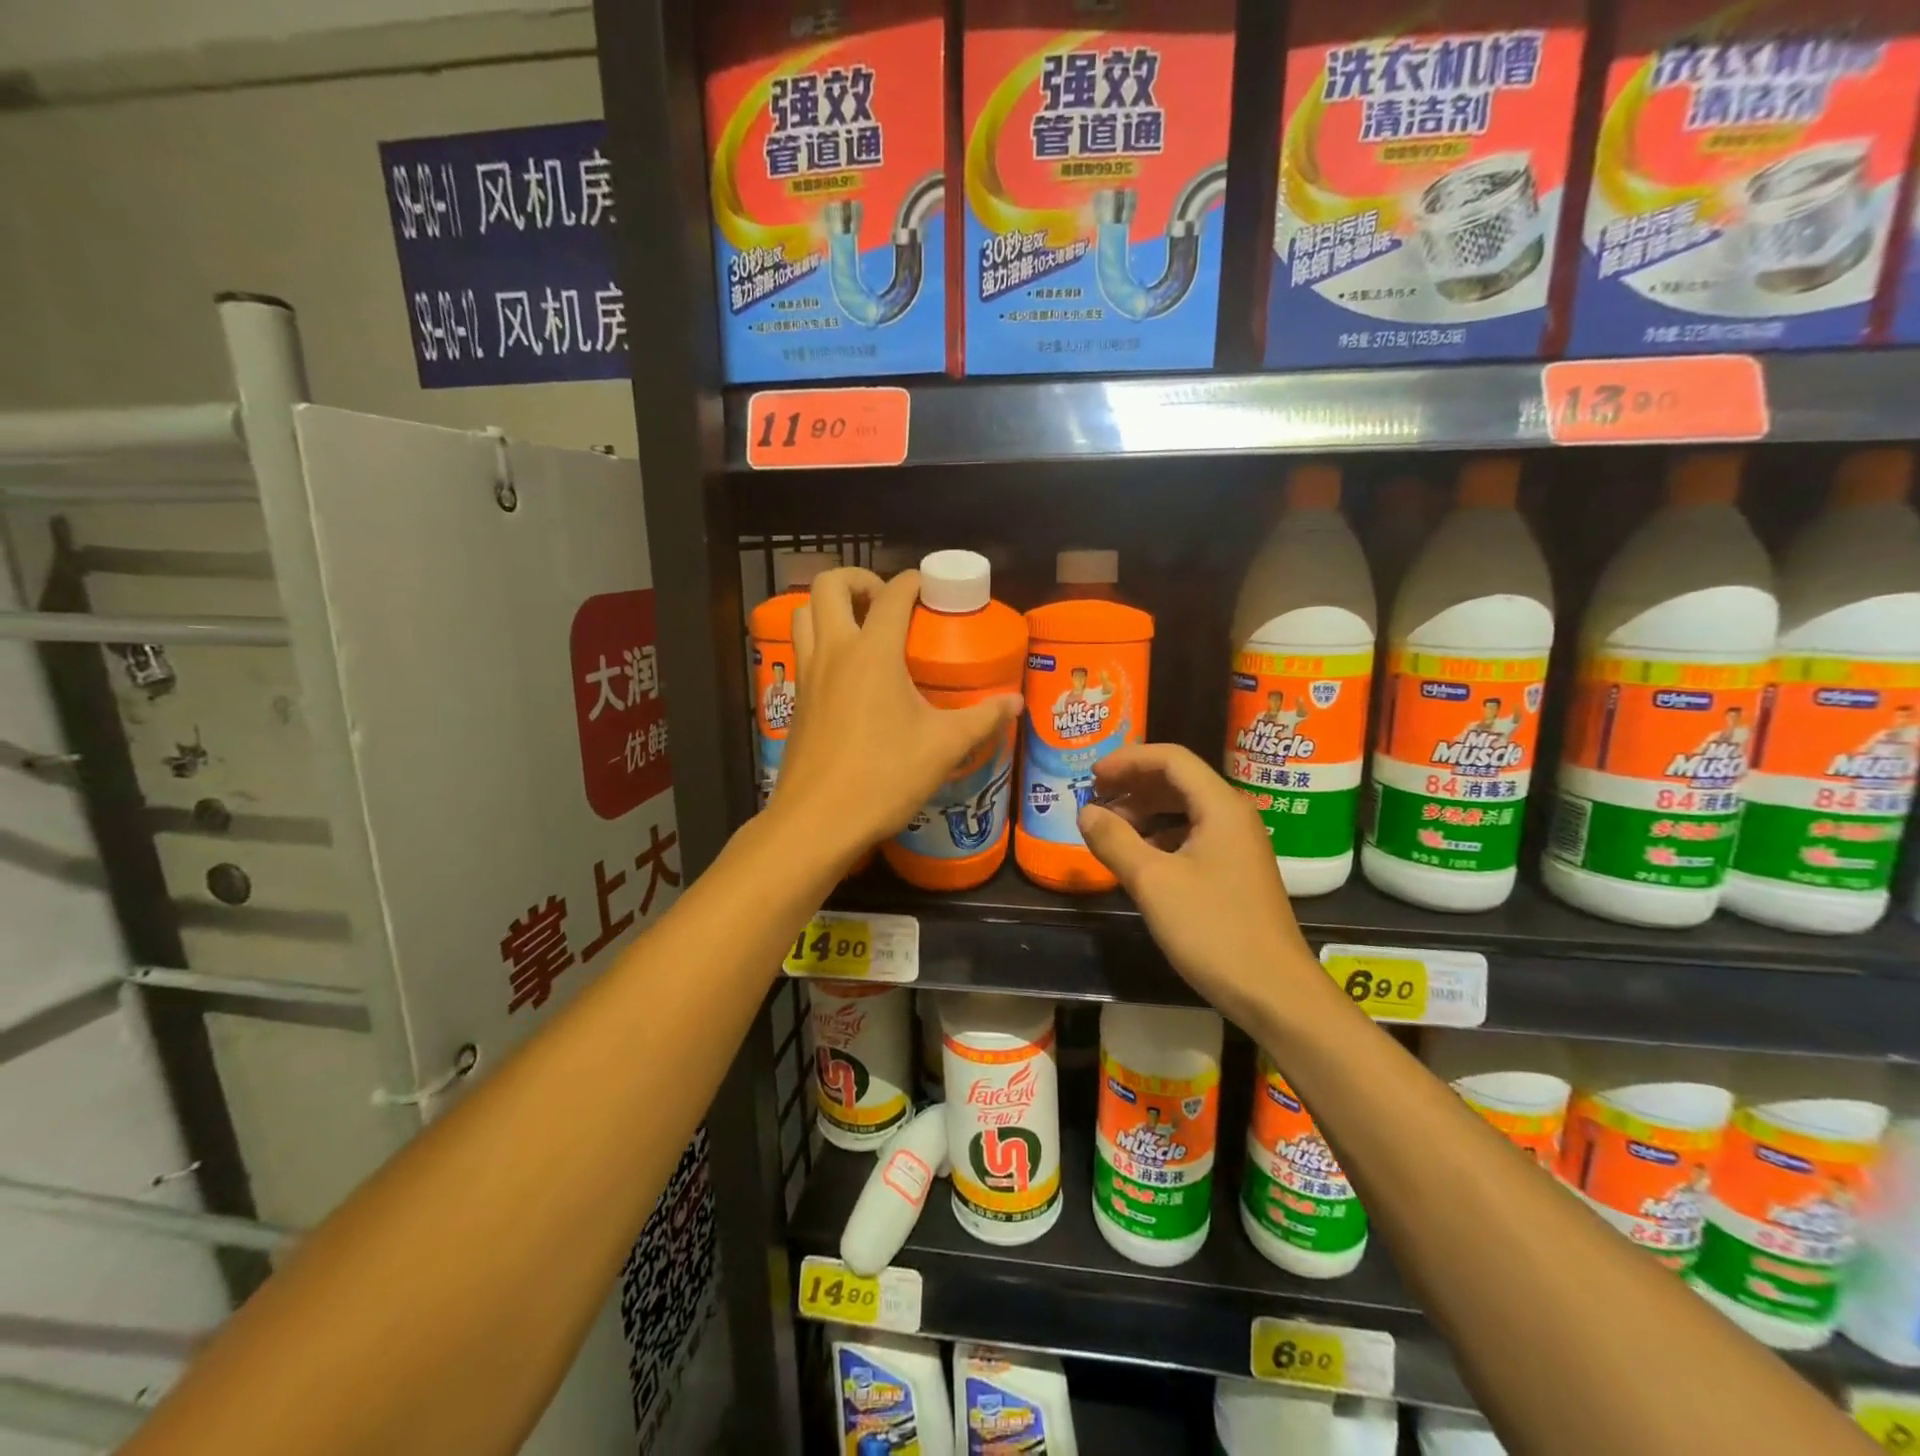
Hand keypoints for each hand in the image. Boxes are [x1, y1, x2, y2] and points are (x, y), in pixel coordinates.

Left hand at [777, 567, 1021, 860]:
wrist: (818, 821)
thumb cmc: (883, 777)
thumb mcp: (944, 747)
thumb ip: (983, 718)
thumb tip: (1016, 702)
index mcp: (872, 653)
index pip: (892, 595)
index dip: (914, 581)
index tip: (932, 588)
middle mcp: (833, 652)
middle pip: (830, 585)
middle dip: (859, 579)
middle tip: (886, 601)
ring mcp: (808, 675)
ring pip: (804, 614)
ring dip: (830, 606)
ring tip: (861, 626)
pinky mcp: (796, 701)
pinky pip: (802, 650)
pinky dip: (820, 640)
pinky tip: (848, 674)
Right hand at [1076, 744, 1319, 1027]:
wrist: (1275, 992)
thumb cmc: (1214, 930)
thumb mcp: (1153, 883)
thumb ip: (1115, 840)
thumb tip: (1086, 812)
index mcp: (1220, 806)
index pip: (1171, 758)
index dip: (1128, 760)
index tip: (1091, 776)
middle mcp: (1233, 816)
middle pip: (1179, 780)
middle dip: (1134, 783)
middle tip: (1095, 797)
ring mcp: (1238, 845)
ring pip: (1186, 809)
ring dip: (1145, 810)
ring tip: (1110, 827)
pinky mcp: (1236, 872)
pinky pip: (1193, 836)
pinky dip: (1161, 836)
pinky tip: (1139, 857)